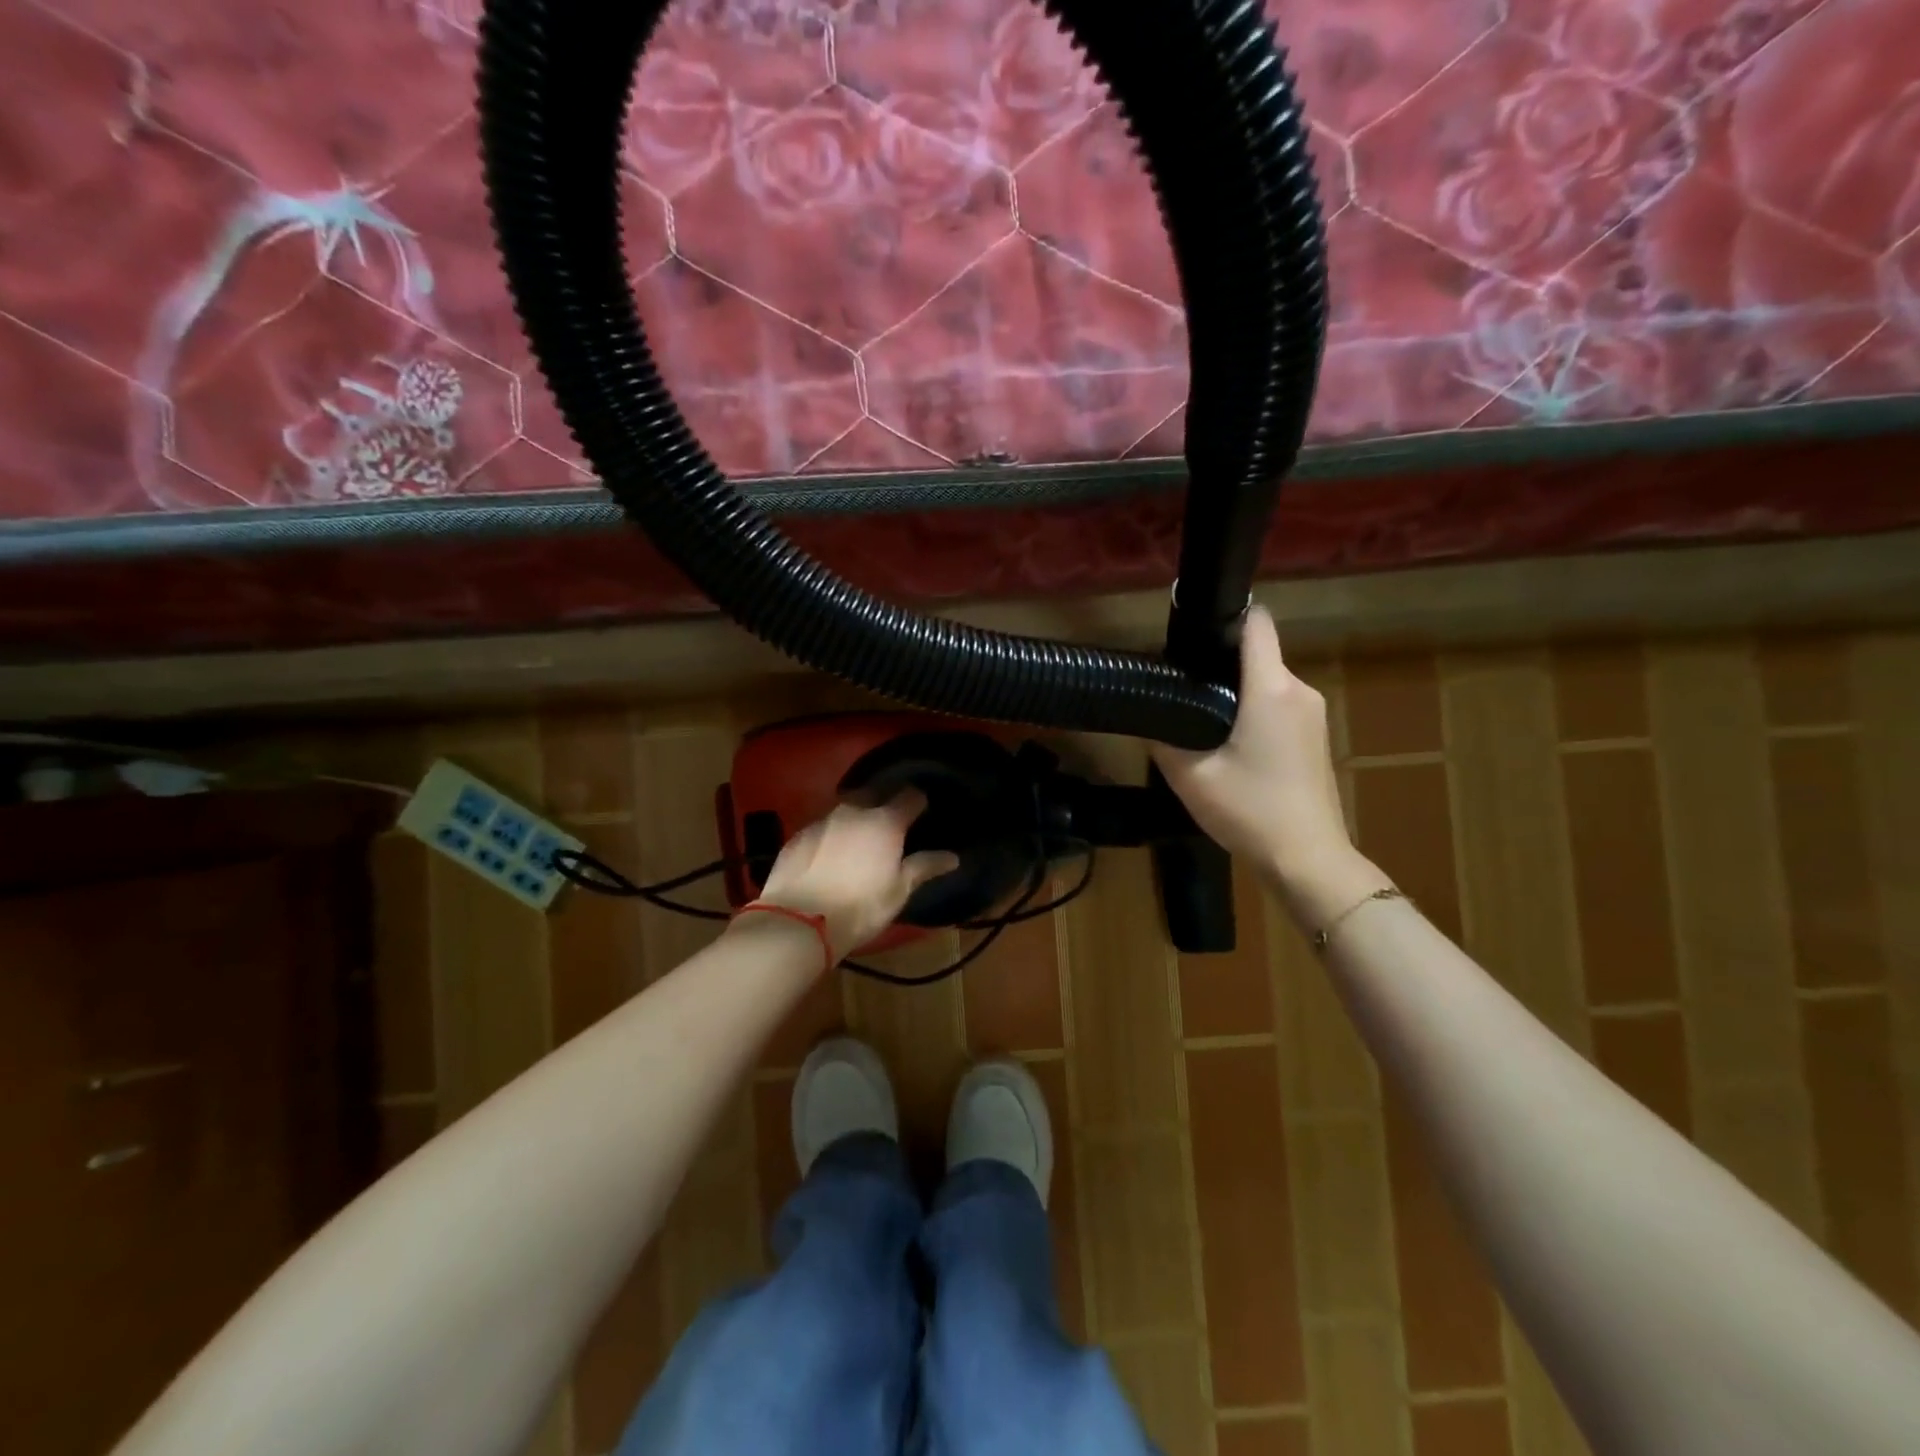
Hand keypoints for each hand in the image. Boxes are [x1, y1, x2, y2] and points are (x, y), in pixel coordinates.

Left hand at [755, 790, 958, 964]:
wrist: (799, 921)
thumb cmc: (860, 907)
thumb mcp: (899, 891)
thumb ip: (925, 867)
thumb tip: (953, 857)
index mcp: (885, 821)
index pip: (910, 796)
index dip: (918, 803)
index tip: (921, 813)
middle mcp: (853, 811)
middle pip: (873, 794)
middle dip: (882, 802)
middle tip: (888, 824)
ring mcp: (822, 820)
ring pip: (844, 808)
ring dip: (854, 817)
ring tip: (858, 838)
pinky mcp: (797, 835)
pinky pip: (821, 826)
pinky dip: (830, 834)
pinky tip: (829, 854)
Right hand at [1152, 607, 1363, 906]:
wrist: (1308, 860)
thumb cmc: (1250, 811)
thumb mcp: (1191, 777)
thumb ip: (1164, 739)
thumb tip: (1148, 716)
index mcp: (1270, 689)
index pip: (1256, 623)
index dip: (1224, 618)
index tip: (1193, 634)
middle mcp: (1299, 690)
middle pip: (1258, 654)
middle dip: (1222, 664)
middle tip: (1182, 689)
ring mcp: (1313, 714)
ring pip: (1268, 682)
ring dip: (1238, 692)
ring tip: (1201, 720)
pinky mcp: (1317, 736)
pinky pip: (1280, 705)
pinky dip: (1255, 712)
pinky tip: (1231, 745)